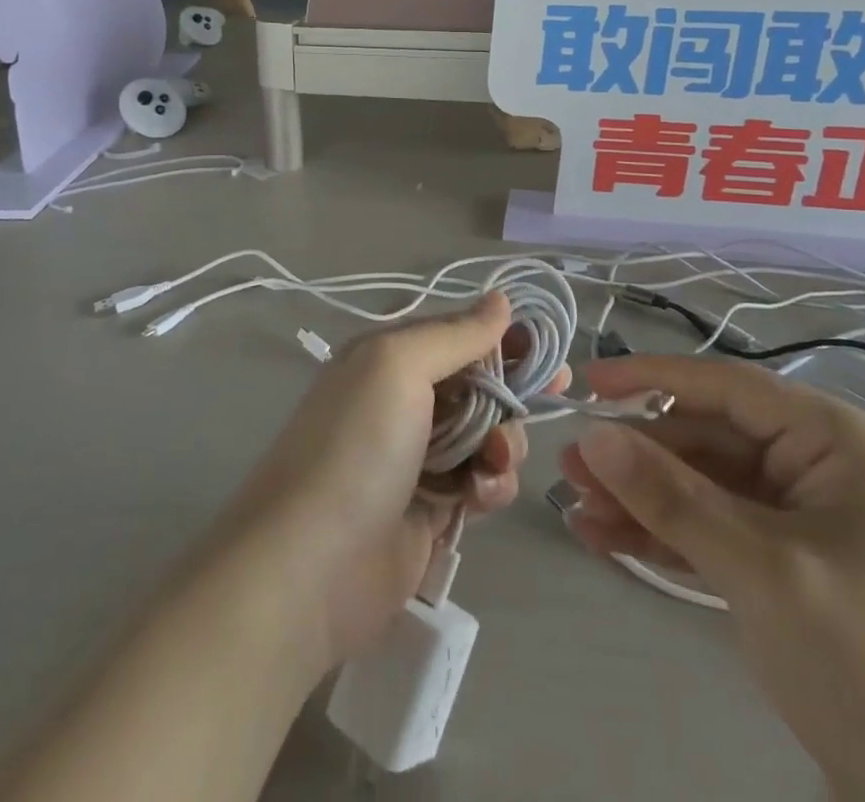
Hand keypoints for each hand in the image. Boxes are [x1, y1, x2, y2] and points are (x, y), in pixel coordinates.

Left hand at [213, 293, 559, 672]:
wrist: (311, 566)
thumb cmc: (358, 446)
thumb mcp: (399, 366)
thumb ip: (455, 334)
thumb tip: (500, 299)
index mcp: (390, 358)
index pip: (459, 334)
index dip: (505, 338)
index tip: (549, 350)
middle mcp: (402, 400)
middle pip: (479, 384)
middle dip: (514, 391)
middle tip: (552, 395)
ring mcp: (417, 457)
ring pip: (487, 434)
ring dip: (505, 443)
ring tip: (495, 463)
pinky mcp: (431, 510)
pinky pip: (480, 483)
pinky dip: (491, 485)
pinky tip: (481, 497)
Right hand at [561, 357, 864, 801]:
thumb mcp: (763, 572)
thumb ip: (672, 498)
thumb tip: (593, 437)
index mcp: (841, 443)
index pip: (730, 387)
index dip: (653, 378)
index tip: (588, 382)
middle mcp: (827, 468)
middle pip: (713, 441)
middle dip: (641, 457)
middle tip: (570, 470)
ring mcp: (812, 522)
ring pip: (710, 489)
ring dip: (647, 500)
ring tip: (578, 510)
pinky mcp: (798, 571)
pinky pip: (723, 533)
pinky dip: (672, 536)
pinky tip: (612, 540)